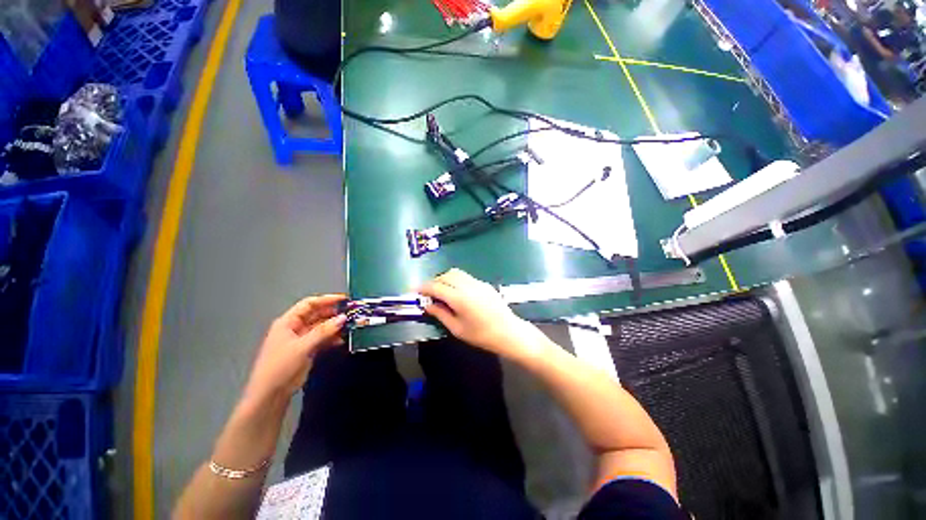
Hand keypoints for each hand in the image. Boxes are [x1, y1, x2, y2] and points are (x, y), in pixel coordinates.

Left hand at [243, 294, 346, 403]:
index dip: (327, 299)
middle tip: (352, 312)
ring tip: (351, 325)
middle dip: (334, 313)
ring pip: (322, 327)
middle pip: (317, 314)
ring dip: (335, 326)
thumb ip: (323, 331)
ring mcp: (302, 339)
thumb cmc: (281, 366)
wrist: (271, 394)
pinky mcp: (307, 350)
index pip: (309, 304)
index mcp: (288, 322)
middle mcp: (295, 327)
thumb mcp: (302, 347)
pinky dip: (332, 338)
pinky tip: (343, 339)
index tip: (344, 299)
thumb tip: (343, 318)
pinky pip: (323, 339)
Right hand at [418, 269, 545, 358]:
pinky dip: (455, 280)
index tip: (415, 291)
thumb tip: (427, 304)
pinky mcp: (484, 284)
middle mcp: (468, 286)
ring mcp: (477, 283)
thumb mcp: (457, 329)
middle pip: (445, 275)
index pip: (436, 286)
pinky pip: (465, 277)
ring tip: (441, 292)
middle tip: (428, 293)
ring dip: (444, 278)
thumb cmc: (482, 335)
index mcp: (460, 298)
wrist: (509, 332)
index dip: (423, 287)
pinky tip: (456, 292)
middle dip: (433, 282)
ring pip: (456, 273)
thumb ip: (440, 314)